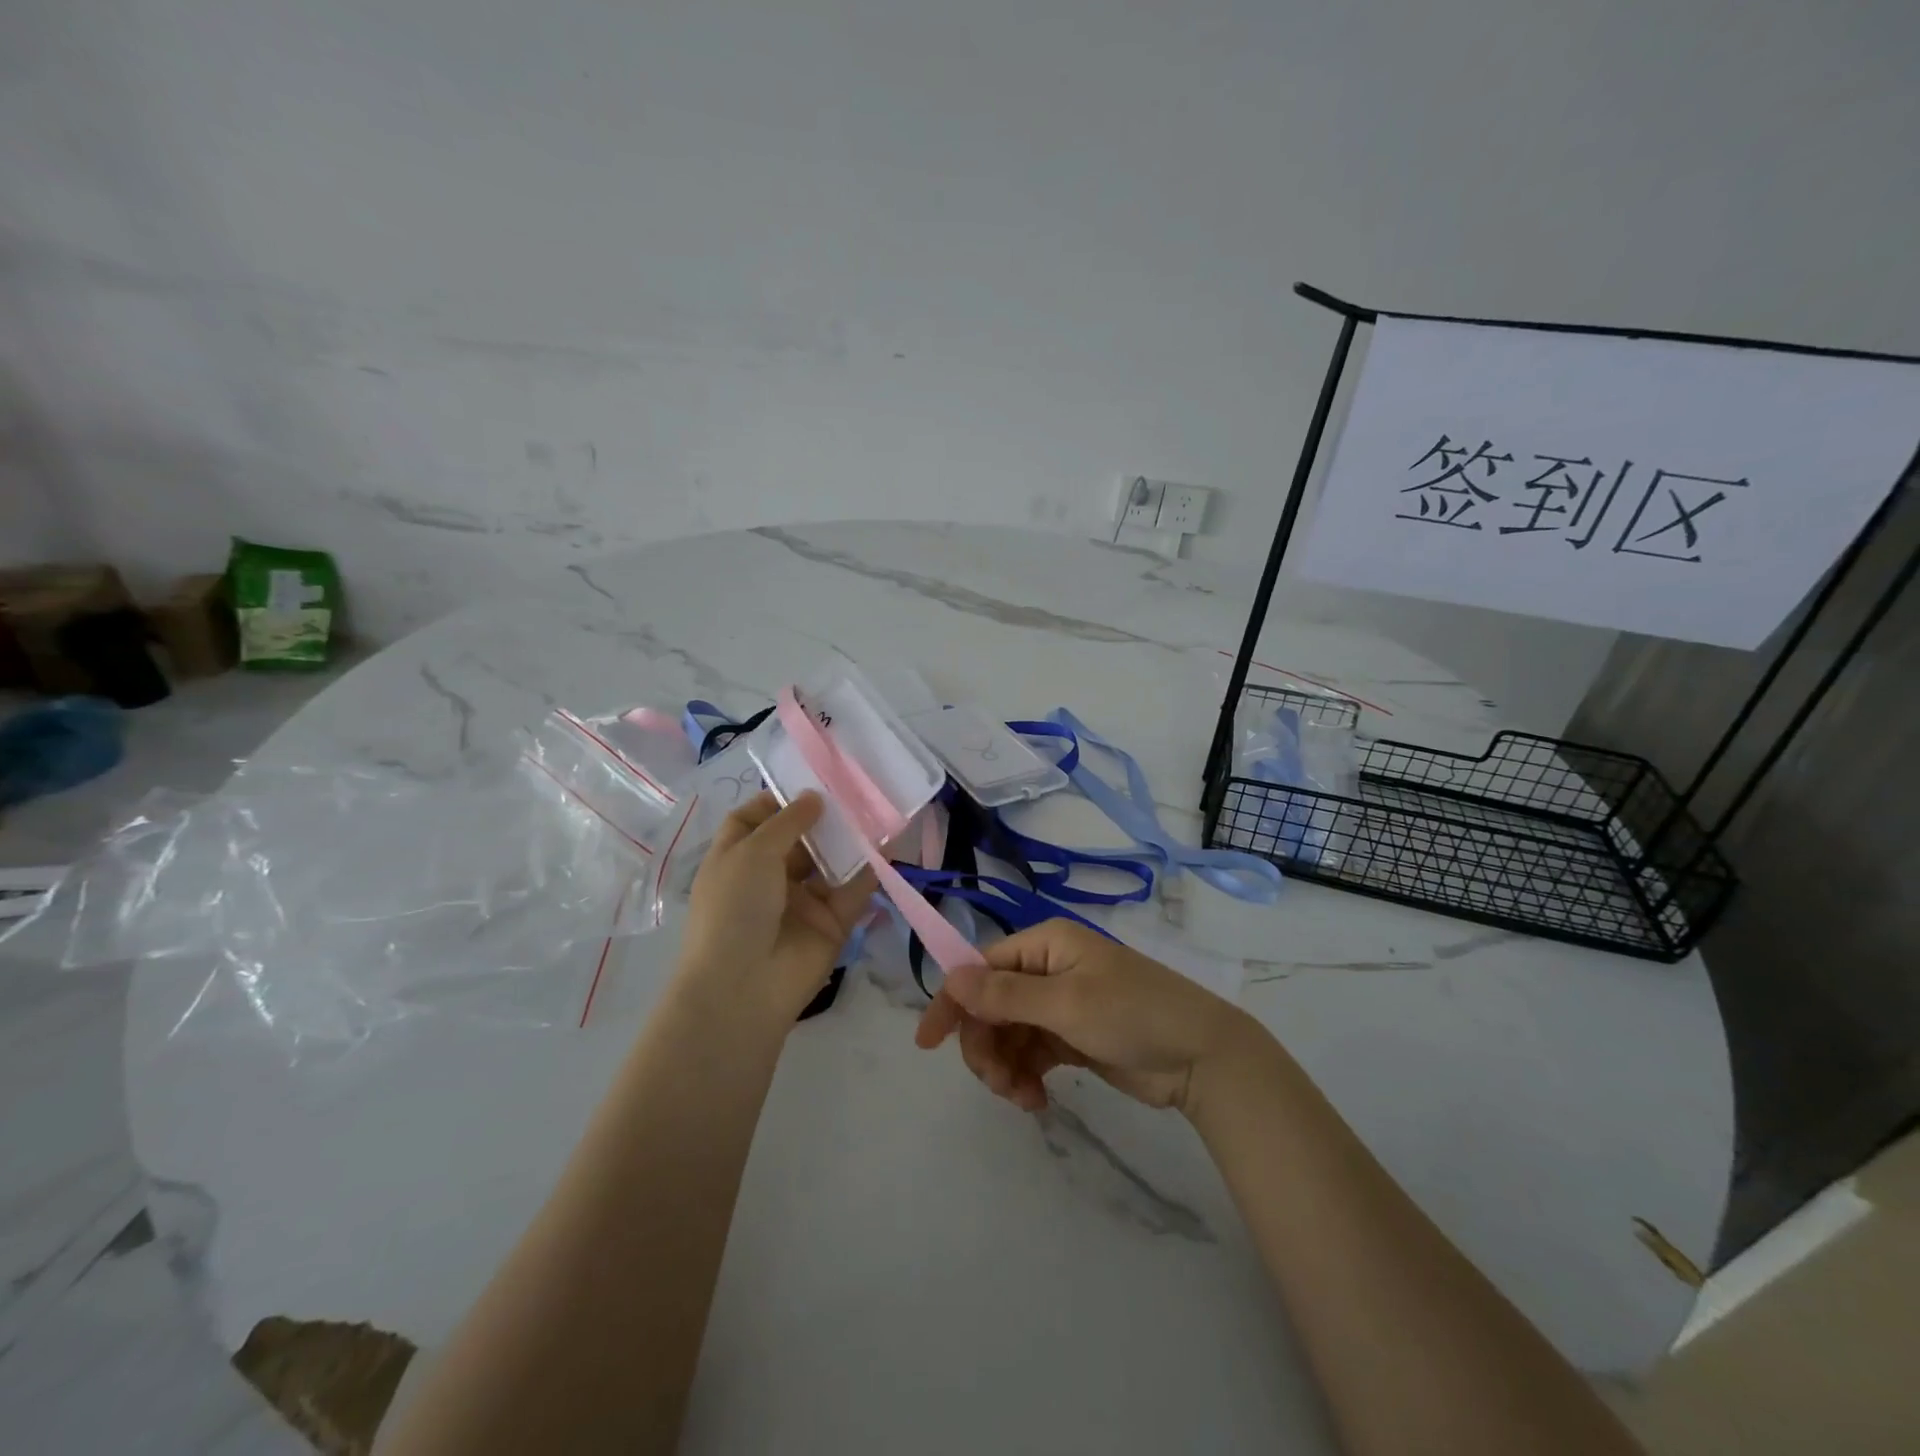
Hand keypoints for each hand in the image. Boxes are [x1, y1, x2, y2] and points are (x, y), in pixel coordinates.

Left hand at [680, 791, 876, 1026]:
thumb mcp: (751, 853)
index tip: (810, 781)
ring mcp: (802, 901)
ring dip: (850, 839)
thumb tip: (814, 796)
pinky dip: (870, 869)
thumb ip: (787, 821)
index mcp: (737, 859)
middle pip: (799, 838)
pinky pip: (854, 890)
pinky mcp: (832, 922)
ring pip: (830, 862)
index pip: (755, 819)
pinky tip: (889, 844)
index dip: (778, 800)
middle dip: (823, 816)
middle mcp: (768, 877)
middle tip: (855, 788)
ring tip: (877, 808)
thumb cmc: (735, 909)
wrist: (744, 987)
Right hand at [913, 918, 1256, 1115]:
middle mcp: (1048, 968)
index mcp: (1045, 944)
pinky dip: (1027, 1076)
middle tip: (997, 1084)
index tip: (928, 1044)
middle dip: (986, 1045)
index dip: (954, 1002)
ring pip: (1009, 1034)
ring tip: (1023, 1098)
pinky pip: (1032, 1053)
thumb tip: (951, 980)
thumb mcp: (1067, 1004)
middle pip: (992, 1005)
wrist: (1202, 1057)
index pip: (982, 968)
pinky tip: (1036, 1101)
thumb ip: (1006, 996)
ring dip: (1006, 1066)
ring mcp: (1061, 1004)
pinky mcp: (1073, 1037)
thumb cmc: (1133, 1014)